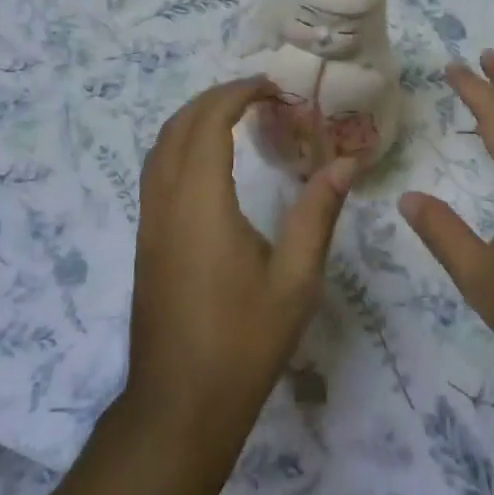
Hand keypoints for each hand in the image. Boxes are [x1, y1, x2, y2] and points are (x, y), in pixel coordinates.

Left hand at [125, 77, 355, 447]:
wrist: (179, 406)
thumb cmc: (243, 343)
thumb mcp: (295, 280)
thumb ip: (317, 214)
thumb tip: (346, 163)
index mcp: (201, 203)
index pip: (208, 123)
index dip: (236, 94)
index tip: (271, 87)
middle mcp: (166, 203)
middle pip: (178, 126)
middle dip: (215, 99)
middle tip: (259, 95)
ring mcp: (149, 223)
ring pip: (160, 148)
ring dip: (194, 120)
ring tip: (237, 117)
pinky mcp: (147, 242)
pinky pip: (156, 172)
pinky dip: (182, 146)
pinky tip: (212, 164)